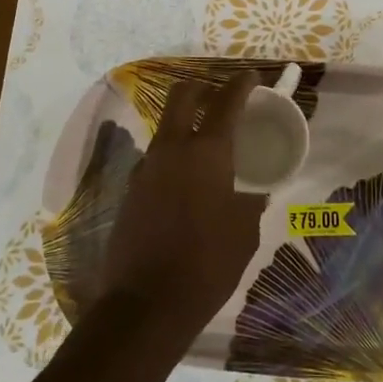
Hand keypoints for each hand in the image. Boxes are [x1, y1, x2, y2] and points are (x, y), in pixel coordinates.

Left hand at [100, 70, 267, 349]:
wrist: (146, 304)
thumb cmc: (208, 264)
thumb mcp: (244, 232)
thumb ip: (249, 202)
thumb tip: (251, 193)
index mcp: (207, 153)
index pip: (225, 102)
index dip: (240, 84)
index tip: (251, 77)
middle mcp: (172, 150)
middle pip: (182, 96)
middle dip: (203, 86)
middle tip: (221, 95)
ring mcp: (146, 168)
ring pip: (165, 126)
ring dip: (185, 122)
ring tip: (206, 140)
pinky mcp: (131, 190)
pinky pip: (156, 157)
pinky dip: (173, 154)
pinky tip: (187, 179)